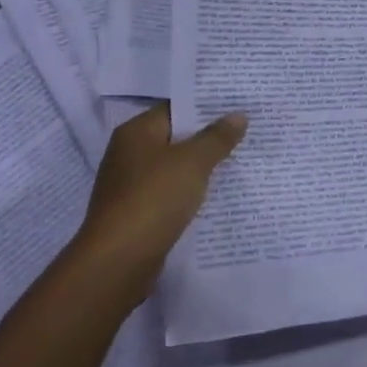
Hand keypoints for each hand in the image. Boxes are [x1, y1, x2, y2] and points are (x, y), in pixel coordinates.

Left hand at [69, 105, 247, 312]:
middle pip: (175, 137)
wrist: (119, 260)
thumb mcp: (193, 162)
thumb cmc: (154, 198)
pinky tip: (217, 195)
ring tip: (240, 161)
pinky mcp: (137, 212)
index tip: (238, 105)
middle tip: (247, 132)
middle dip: (209, 137)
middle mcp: (129, 153)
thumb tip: (238, 115)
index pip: (176, 108)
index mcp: (136, 132)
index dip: (207, 106)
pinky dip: (190, 193)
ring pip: (174, 167)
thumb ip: (217, 137)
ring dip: (201, 167)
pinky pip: (170, 193)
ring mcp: (131, 185)